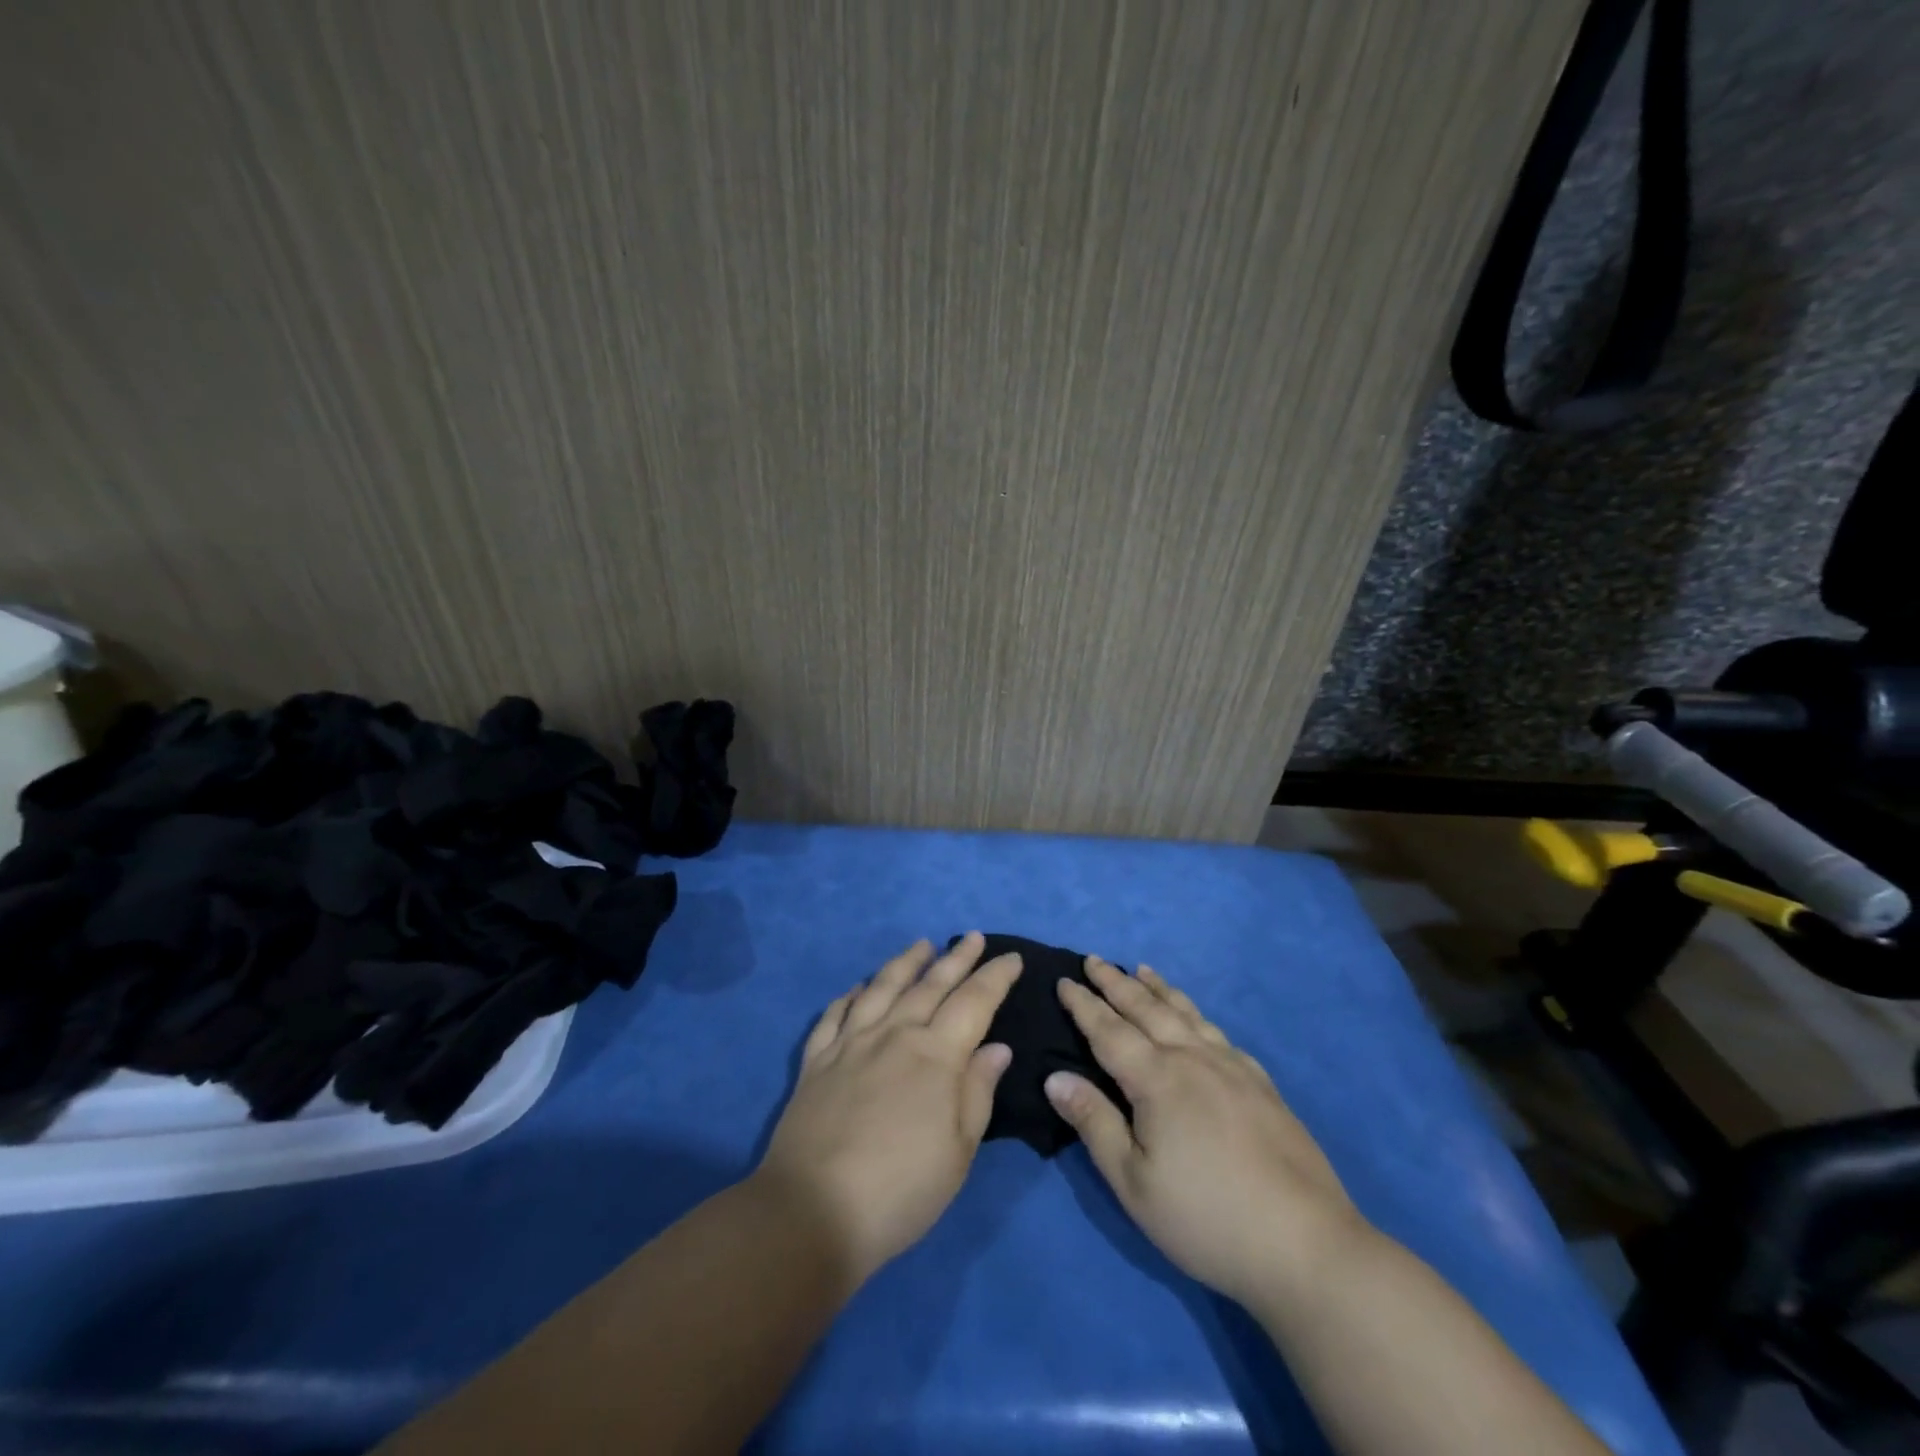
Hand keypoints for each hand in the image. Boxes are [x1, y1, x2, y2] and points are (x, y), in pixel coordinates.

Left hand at [755, 933, 1021, 1287]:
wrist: (812, 1211)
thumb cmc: (900, 1190)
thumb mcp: (958, 1152)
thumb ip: (977, 1092)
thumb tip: (996, 1047)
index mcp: (935, 1055)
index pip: (973, 1002)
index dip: (995, 977)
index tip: (1011, 957)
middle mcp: (894, 1035)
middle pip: (930, 985)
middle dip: (956, 958)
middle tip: (972, 936)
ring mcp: (851, 1043)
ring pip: (882, 988)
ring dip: (905, 963)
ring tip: (921, 945)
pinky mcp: (817, 1060)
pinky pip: (835, 1014)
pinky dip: (850, 995)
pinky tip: (858, 987)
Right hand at [1045, 958, 1368, 1306]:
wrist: (1306, 1245)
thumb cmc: (1206, 1218)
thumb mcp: (1134, 1182)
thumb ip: (1094, 1123)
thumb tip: (1055, 1077)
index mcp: (1157, 1079)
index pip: (1109, 1030)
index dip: (1084, 1005)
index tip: (1064, 980)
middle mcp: (1193, 1059)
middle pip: (1147, 1009)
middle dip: (1116, 983)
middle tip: (1094, 960)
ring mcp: (1232, 1068)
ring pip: (1186, 1014)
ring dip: (1158, 989)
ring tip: (1142, 970)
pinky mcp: (1261, 1085)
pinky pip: (1219, 1033)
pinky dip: (1196, 1014)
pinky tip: (1197, 1020)